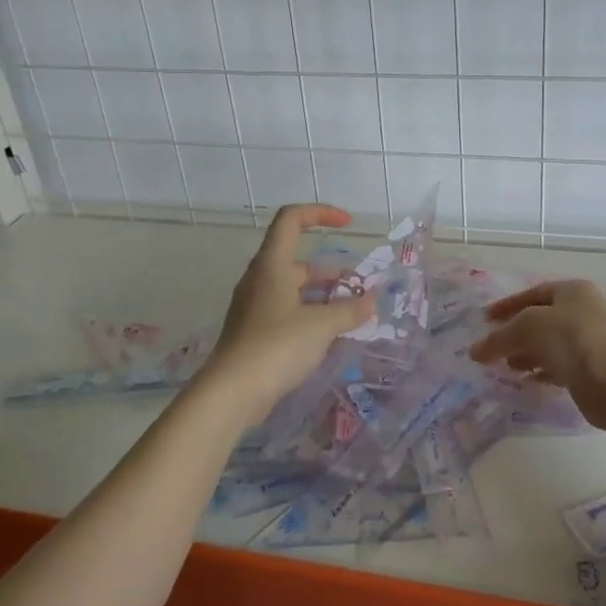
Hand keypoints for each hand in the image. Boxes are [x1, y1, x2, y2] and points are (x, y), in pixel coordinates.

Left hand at [203, 203, 373, 417]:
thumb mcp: (321, 325)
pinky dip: (311, 316)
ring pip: (295, 290)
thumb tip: (372, 300)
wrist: (232, 392)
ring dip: (324, 297)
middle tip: (360, 291)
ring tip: (353, 316)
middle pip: (298, 261)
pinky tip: (330, 337)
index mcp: (272, 264)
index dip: (320, 213)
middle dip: (333, 273)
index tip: (348, 224)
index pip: (291, 219)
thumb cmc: (277, 346)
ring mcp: (255, 306)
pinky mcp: (255, 332)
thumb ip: (350, 310)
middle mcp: (260, 279)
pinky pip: (288, 312)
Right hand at [469, 280, 605, 431]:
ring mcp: (589, 343)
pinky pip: (559, 368)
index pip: (532, 294)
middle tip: (491, 348)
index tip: (484, 320)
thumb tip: (474, 351)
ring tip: (504, 367)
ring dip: (526, 354)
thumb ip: (499, 337)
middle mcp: (582, 313)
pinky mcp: (591, 372)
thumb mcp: (528, 327)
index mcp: (571, 291)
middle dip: (515, 333)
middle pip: (541, 320)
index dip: (507, 306)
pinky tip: (526, 381)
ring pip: (549, 346)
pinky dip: (541, 372)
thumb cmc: (574, 338)